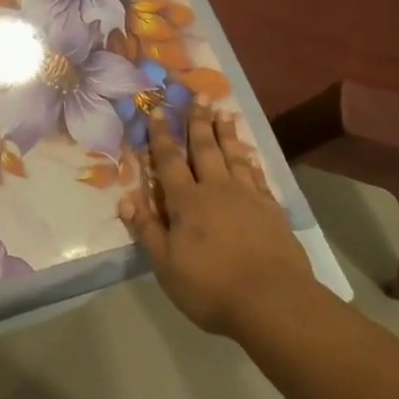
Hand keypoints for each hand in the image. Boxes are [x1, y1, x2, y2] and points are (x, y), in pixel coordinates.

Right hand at [120, 106, 310, 337]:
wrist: (274, 302)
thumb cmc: (210, 286)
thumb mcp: (166, 265)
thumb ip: (147, 230)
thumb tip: (125, 200)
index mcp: (186, 201)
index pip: (169, 160)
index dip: (161, 135)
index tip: (156, 110)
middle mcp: (216, 189)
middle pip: (205, 148)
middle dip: (199, 121)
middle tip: (199, 95)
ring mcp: (248, 197)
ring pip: (234, 156)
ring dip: (227, 133)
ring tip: (224, 112)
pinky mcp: (272, 210)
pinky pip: (258, 176)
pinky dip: (251, 160)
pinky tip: (250, 154)